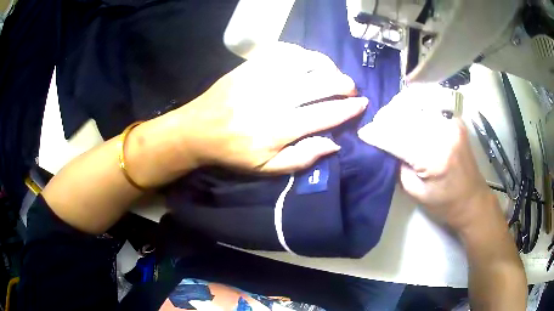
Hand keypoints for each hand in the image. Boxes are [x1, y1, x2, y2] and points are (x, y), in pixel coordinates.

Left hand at [173, 42, 365, 172]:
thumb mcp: (266, 168)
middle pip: (320, 84)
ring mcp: (262, 78)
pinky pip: (284, 52)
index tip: (362, 104)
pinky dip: (303, 55)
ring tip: (332, 73)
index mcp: (279, 129)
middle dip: (343, 84)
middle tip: (350, 88)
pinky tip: (308, 62)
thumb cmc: (233, 152)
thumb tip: (333, 144)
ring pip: (306, 62)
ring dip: (327, 66)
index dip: (348, 109)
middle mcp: (274, 99)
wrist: (198, 130)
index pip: (325, 115)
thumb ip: (301, 158)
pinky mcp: (251, 66)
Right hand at [358, 85, 495, 232]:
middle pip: (406, 114)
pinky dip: (414, 105)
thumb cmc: (444, 203)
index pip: (397, 137)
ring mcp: (451, 122)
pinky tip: (408, 113)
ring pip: (417, 102)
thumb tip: (384, 144)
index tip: (363, 133)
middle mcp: (443, 133)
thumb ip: (398, 164)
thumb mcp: (415, 191)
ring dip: (399, 108)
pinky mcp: (455, 119)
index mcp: (433, 157)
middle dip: (386, 118)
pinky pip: (430, 103)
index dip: (377, 134)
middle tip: (376, 126)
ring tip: (390, 118)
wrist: (472, 199)